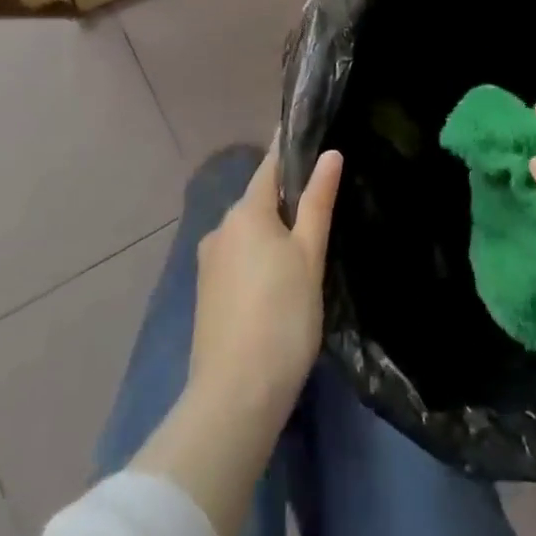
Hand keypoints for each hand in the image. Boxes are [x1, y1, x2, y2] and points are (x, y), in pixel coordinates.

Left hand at [189, 146, 342, 423]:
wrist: (234, 397)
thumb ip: (317, 202)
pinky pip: (238, 260)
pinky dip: (258, 259)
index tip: (312, 138)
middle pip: (259, 201)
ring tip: (306, 250)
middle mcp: (221, 228)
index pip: (270, 166)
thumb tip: (329, 154)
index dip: (291, 151)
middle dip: (286, 200)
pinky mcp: (206, 295)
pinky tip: (278, 282)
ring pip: (248, 233)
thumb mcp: (309, 256)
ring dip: (272, 234)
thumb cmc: (281, 316)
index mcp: (246, 211)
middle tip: (322, 208)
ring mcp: (209, 263)